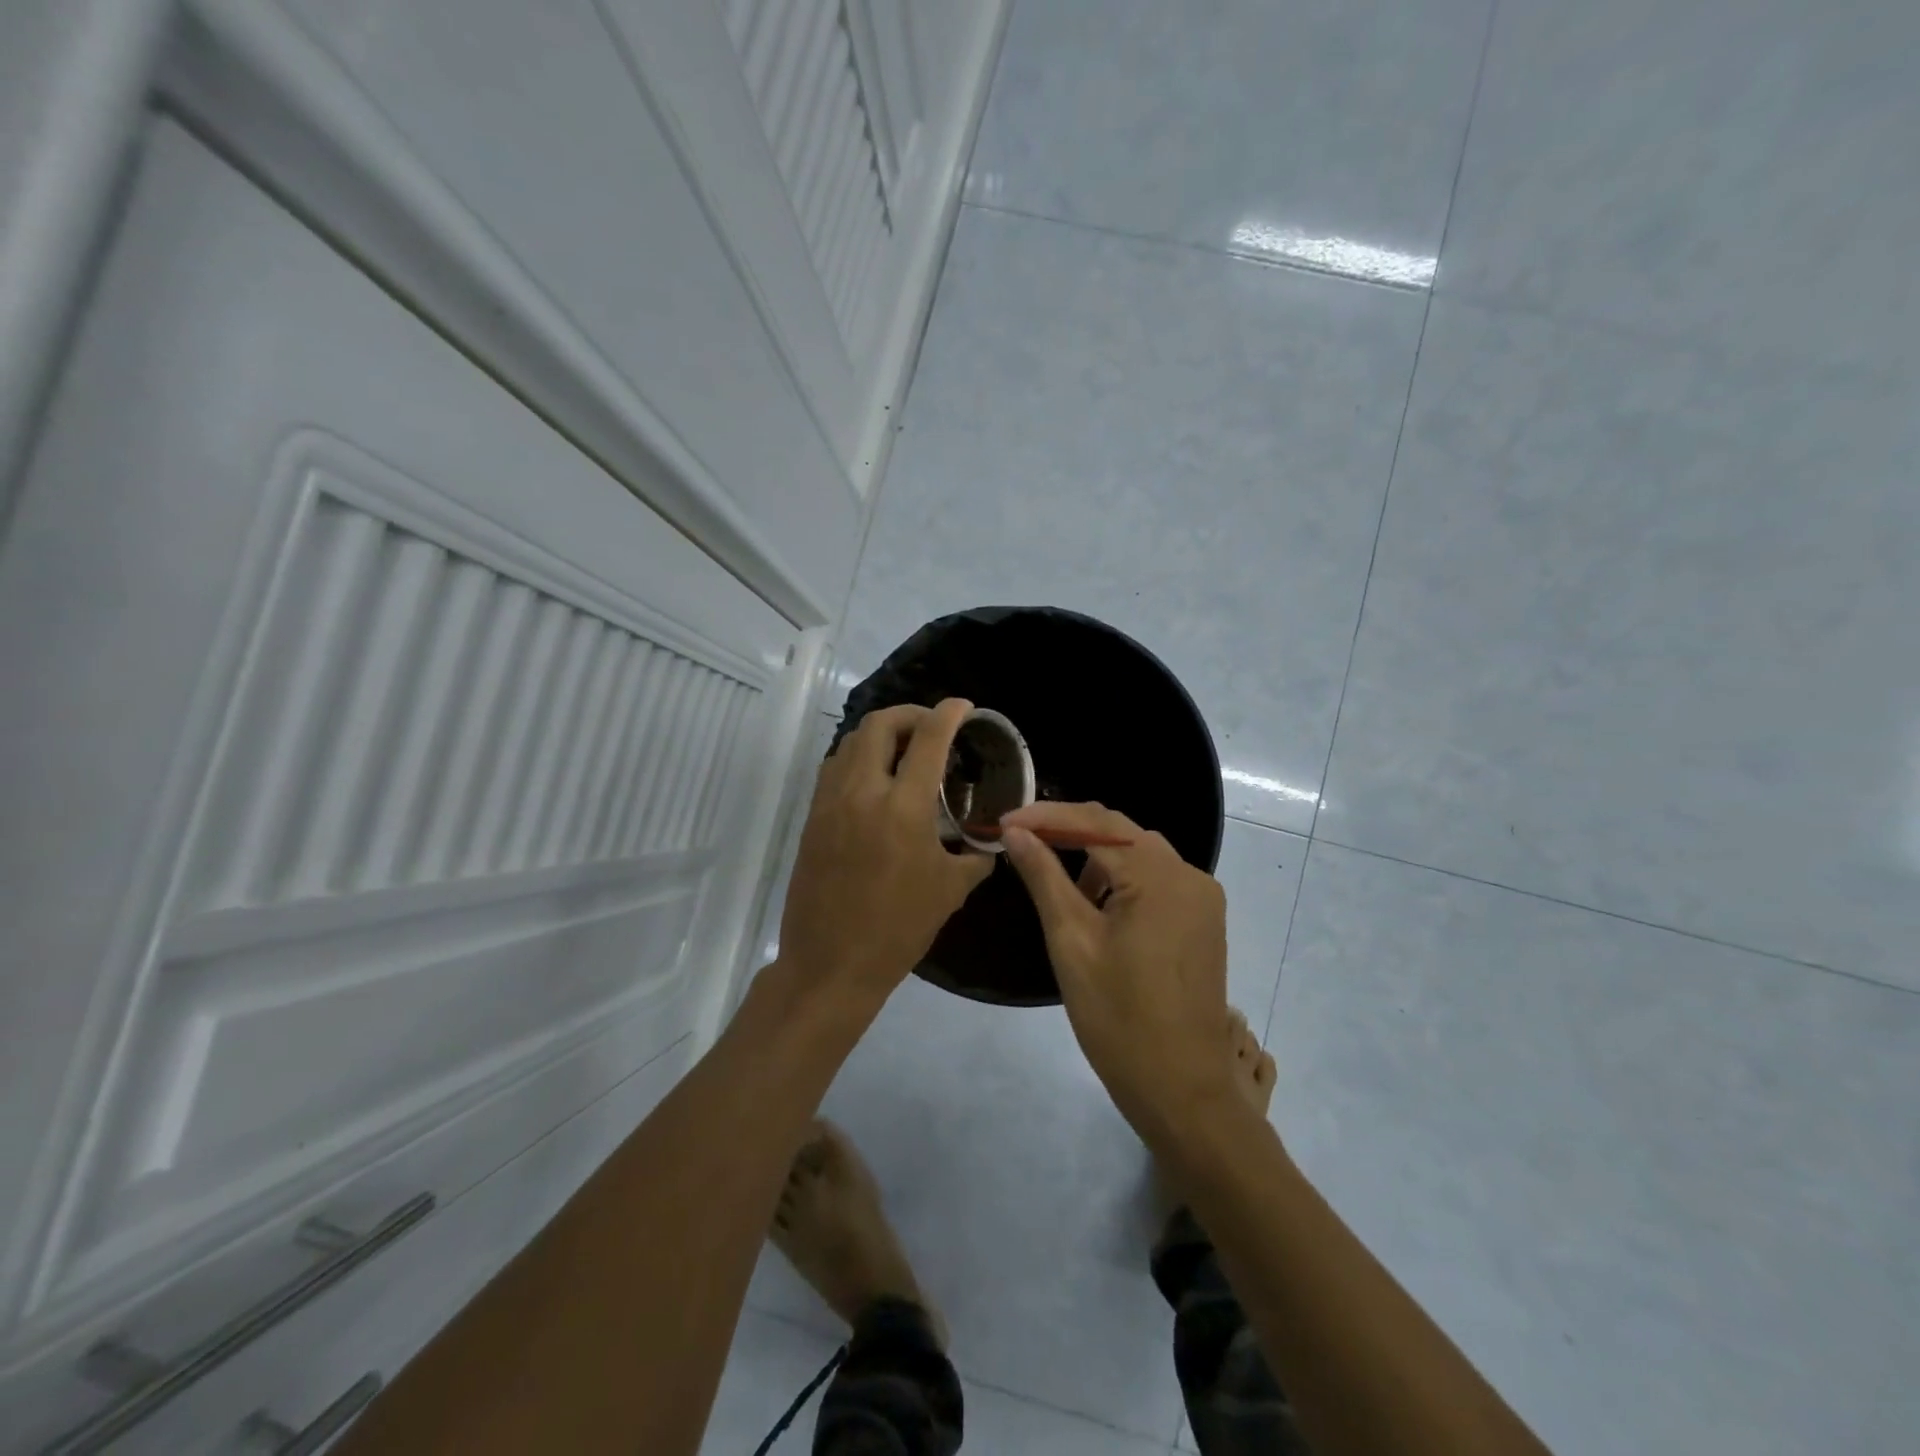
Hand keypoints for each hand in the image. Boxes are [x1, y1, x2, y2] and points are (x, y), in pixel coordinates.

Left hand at [778, 699, 994, 1005]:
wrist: (831, 964)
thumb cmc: (898, 928)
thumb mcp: (951, 890)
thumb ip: (976, 855)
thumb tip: (991, 840)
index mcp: (903, 807)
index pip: (928, 737)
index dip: (949, 713)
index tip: (964, 707)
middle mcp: (862, 791)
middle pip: (879, 723)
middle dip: (910, 713)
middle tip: (932, 727)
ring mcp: (830, 802)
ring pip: (850, 741)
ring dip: (880, 734)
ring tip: (904, 751)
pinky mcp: (812, 817)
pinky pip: (834, 768)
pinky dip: (858, 758)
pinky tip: (876, 781)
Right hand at [1000, 802, 1235, 1138]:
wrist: (1182, 1088)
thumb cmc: (1118, 1018)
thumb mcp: (1071, 941)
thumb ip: (1044, 877)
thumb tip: (1016, 832)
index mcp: (1159, 876)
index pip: (1096, 822)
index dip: (1047, 816)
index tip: (1004, 822)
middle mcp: (1189, 874)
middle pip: (1121, 831)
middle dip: (1069, 830)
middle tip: (1021, 839)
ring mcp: (1202, 898)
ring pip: (1140, 853)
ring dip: (1096, 854)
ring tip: (1055, 878)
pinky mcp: (1203, 920)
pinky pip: (1157, 878)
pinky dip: (1122, 877)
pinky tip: (1097, 903)